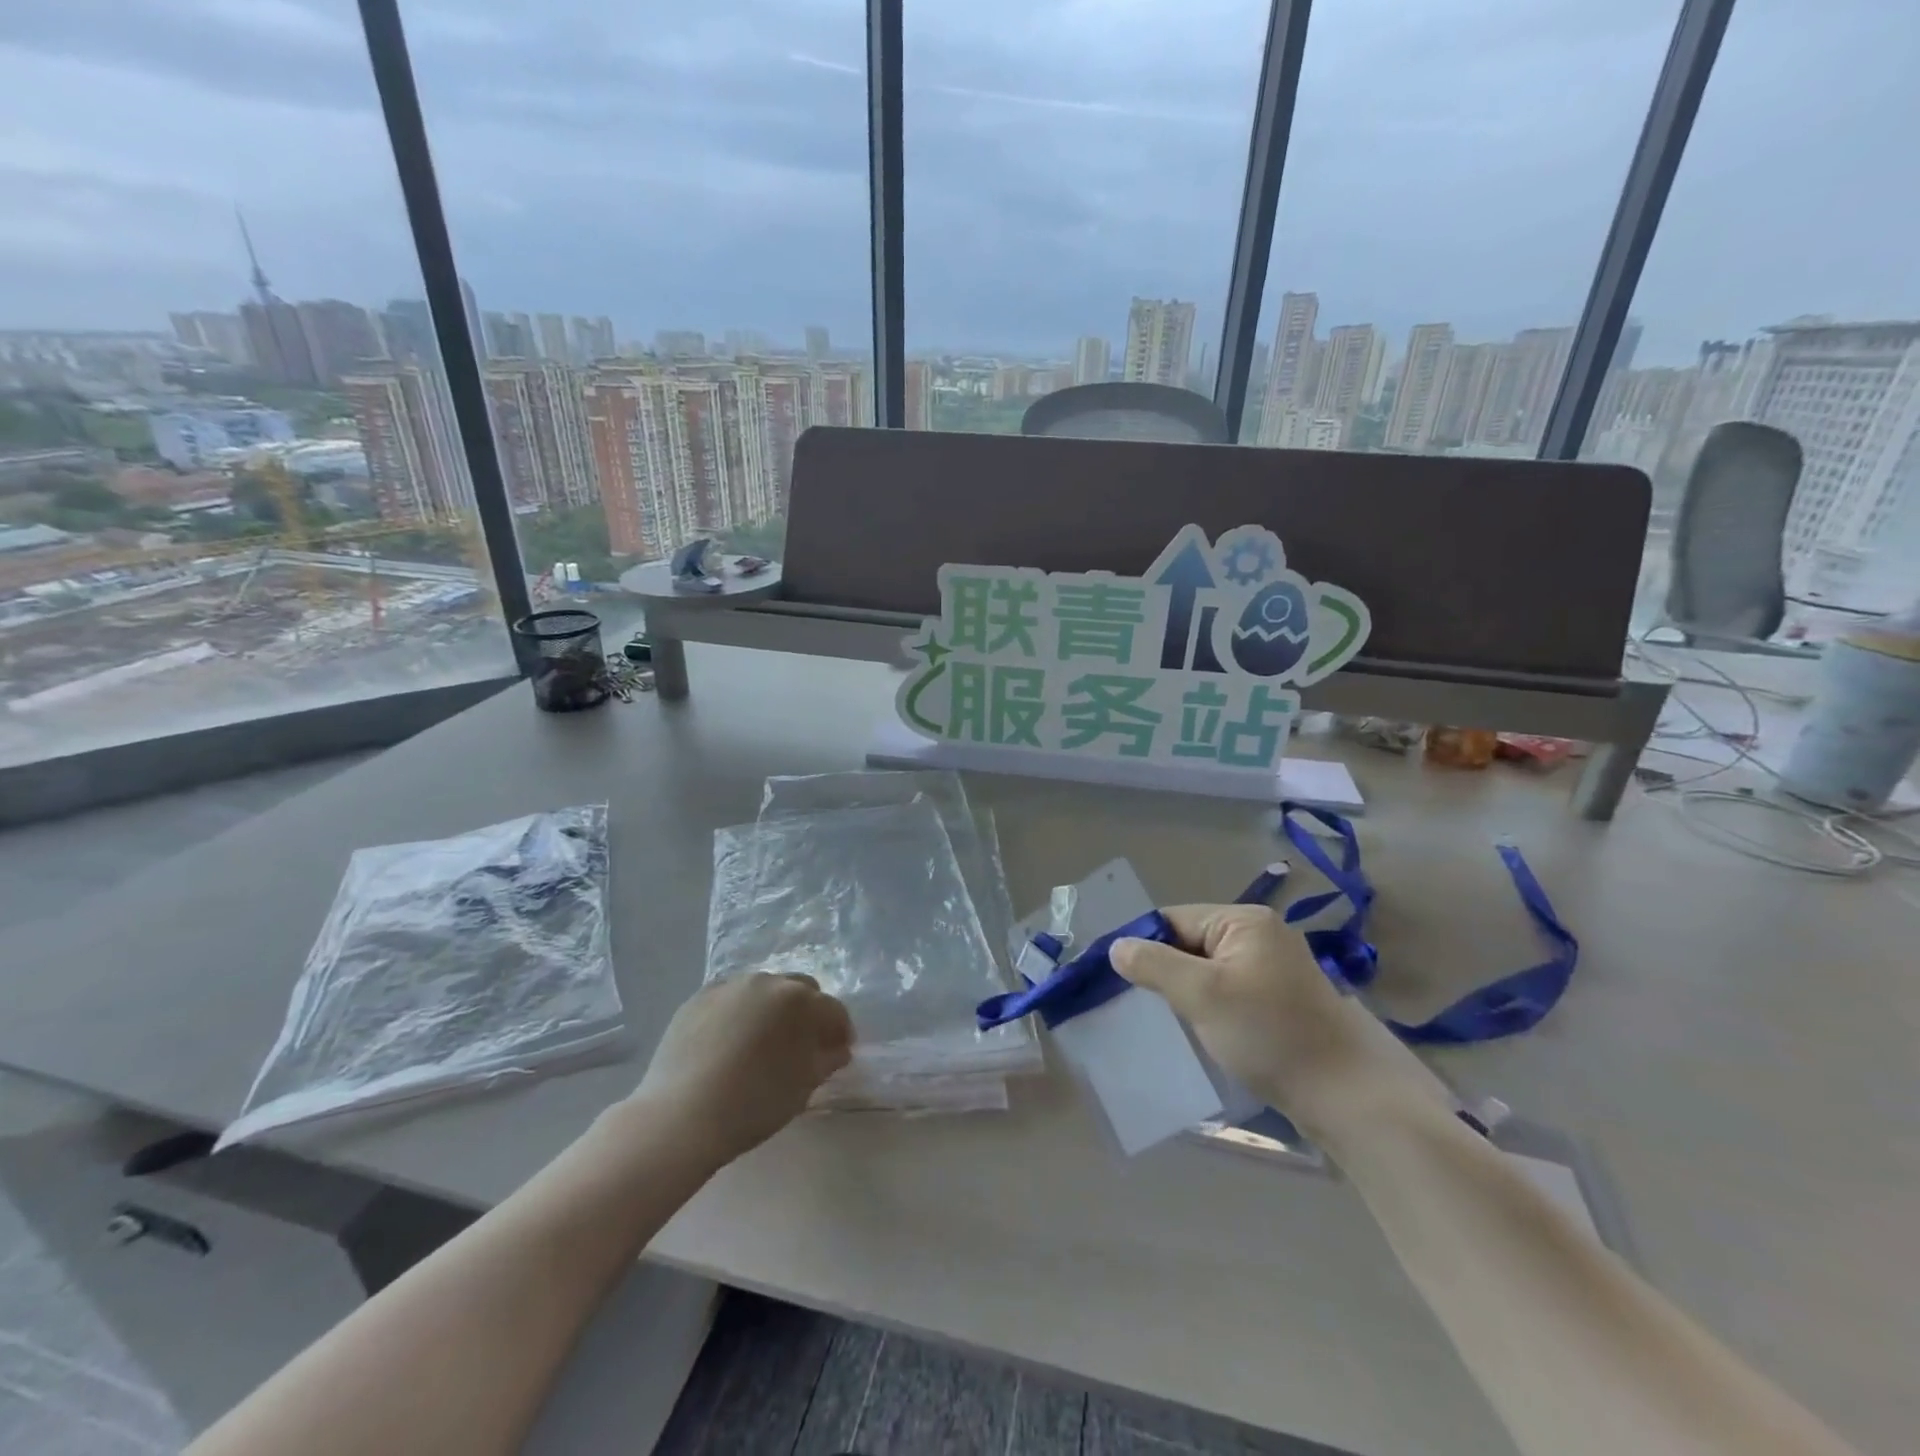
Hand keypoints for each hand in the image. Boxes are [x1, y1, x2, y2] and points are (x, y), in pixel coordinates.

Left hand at [632, 974, 853, 1164]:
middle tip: (802, 1044)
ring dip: (772, 1009)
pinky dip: (739, 1013)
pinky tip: (730, 1042)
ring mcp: (731, 985)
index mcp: (800, 1000)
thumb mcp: (802, 1087)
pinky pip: (731, 998)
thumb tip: (836, 1049)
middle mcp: (768, 981)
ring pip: (764, 990)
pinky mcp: (700, 996)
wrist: (681, 1115)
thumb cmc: (753, 1104)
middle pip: (800, 989)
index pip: (833, 1010)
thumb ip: (826, 1060)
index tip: (837, 1053)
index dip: (840, 1032)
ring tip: (762, 1042)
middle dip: (808, 1012)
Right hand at [1111, 905, 1448, 1133]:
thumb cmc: (1270, 1034)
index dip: (1144, 945)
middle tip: (1142, 1007)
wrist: (1348, 1095)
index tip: (1118, 980)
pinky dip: (1210, 1007)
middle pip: (1191, 943)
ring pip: (1208, 970)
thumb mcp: (1202, 995)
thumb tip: (1116, 946)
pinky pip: (1229, 991)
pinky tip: (1201, 1031)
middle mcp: (1261, 935)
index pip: (1174, 919)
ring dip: (1187, 993)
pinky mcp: (1281, 1000)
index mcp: (1244, 920)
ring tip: (1168, 1022)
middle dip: (1166, 972)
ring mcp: (1274, 968)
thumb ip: (1154, 965)